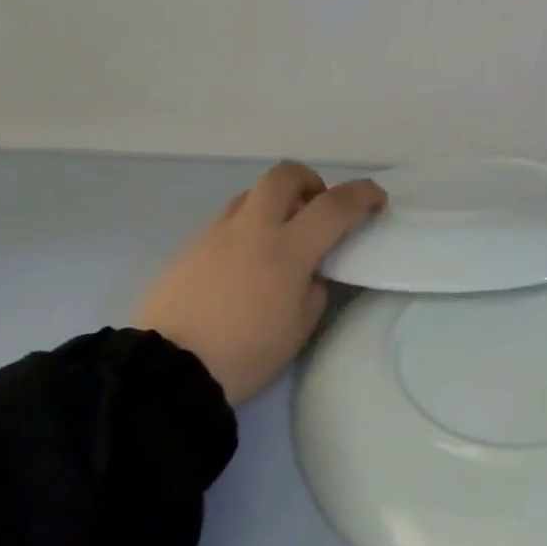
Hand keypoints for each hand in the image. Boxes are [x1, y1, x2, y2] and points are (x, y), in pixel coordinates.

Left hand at [134, 161, 385, 406]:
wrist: (169, 370)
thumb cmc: (246, 354)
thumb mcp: (300, 328)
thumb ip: (315, 287)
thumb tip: (311, 269)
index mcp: (287, 249)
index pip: (334, 206)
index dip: (362, 195)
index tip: (377, 199)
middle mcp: (252, 228)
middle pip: (285, 175)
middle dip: (311, 181)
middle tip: (318, 209)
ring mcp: (216, 233)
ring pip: (252, 194)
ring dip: (275, 203)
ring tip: (280, 237)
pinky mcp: (190, 246)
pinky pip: (228, 220)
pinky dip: (248, 227)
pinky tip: (245, 262)